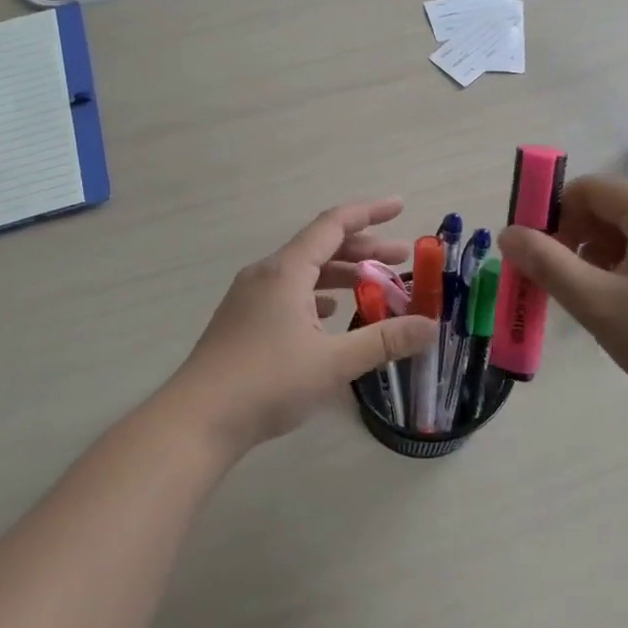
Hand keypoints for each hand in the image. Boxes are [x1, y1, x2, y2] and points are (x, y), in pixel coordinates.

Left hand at [162, 198, 437, 456]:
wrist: (197, 421)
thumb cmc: (267, 383)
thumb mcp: (333, 362)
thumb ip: (384, 340)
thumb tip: (431, 326)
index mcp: (286, 271)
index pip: (334, 224)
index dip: (369, 212)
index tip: (400, 206)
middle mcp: (266, 274)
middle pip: (321, 246)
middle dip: (364, 249)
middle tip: (401, 259)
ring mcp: (250, 298)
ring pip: (304, 272)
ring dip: (341, 274)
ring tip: (374, 287)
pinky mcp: (242, 321)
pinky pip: (288, 293)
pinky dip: (317, 295)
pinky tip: (329, 315)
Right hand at [495, 175, 627, 415]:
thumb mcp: (598, 303)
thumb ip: (547, 264)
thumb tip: (507, 234)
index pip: (589, 189)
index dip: (552, 214)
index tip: (532, 254)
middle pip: (608, 208)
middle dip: (572, 239)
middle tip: (554, 282)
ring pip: (626, 233)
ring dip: (595, 257)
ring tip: (587, 300)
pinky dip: (622, 269)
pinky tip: (618, 306)